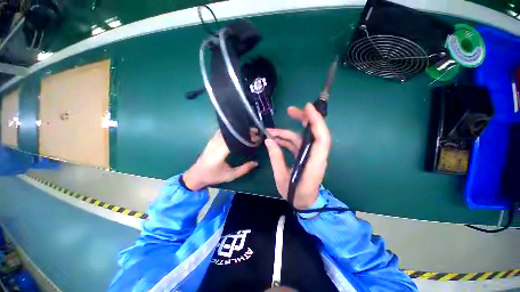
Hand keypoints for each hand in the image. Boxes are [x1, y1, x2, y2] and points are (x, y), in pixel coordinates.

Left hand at [183, 131, 257, 190]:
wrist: (196, 174)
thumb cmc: (213, 176)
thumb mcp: (230, 176)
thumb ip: (243, 169)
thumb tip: (256, 163)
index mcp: (219, 153)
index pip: (233, 140)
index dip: (244, 137)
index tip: (255, 136)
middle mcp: (215, 144)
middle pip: (231, 133)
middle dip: (244, 132)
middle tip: (255, 132)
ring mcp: (212, 140)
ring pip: (227, 131)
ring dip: (238, 130)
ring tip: (248, 131)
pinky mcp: (211, 139)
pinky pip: (222, 131)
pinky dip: (231, 130)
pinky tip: (237, 132)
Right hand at [265, 103, 330, 208]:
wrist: (305, 202)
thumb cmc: (295, 193)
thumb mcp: (282, 178)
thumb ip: (276, 158)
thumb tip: (268, 141)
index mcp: (314, 162)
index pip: (321, 138)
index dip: (316, 121)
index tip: (307, 108)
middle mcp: (315, 155)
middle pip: (314, 132)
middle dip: (303, 119)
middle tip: (290, 110)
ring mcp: (310, 155)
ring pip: (301, 137)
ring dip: (286, 132)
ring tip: (270, 131)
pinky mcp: (304, 156)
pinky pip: (296, 144)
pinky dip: (285, 140)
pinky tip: (274, 139)